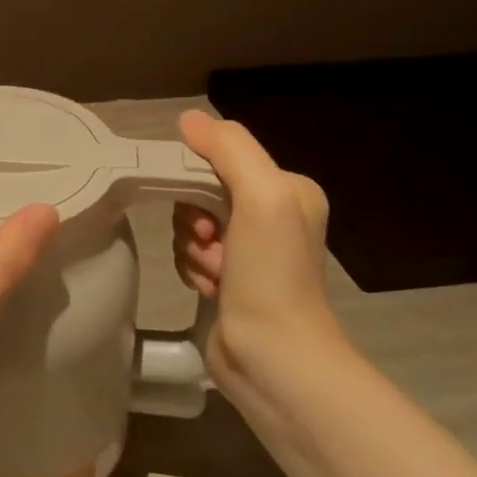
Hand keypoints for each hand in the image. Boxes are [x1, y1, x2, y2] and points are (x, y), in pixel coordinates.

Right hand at [171, 108, 342, 387]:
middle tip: (210, 243)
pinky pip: (190, 254)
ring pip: (190, 224)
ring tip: (213, 274)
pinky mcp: (228, 281)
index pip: (223, 159)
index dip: (199, 178)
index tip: (204, 211)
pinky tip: (209, 289)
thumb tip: (188, 118)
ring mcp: (249, 251)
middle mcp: (271, 216)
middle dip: (194, 218)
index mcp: (287, 190)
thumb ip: (228, 149)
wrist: (273, 358)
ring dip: (192, 248)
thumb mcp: (261, 196)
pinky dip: (192, 269)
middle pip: (202, 191)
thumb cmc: (271, 273)